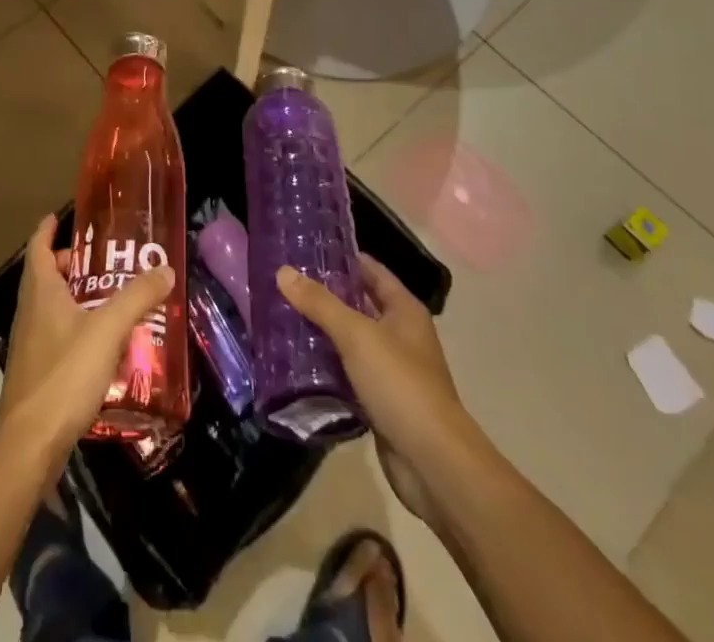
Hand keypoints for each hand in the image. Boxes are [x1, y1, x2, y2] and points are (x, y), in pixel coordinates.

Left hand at [0, 215, 174, 483]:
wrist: (29, 445)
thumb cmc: (64, 374)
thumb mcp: (107, 329)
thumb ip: (137, 297)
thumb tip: (166, 269)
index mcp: (41, 291)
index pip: (39, 247)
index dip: (48, 230)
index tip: (60, 216)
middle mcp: (30, 312)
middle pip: (47, 276)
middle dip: (72, 264)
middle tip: (105, 261)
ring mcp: (31, 344)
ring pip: (52, 307)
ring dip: (77, 297)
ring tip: (112, 298)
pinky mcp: (37, 372)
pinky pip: (58, 335)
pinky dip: (78, 327)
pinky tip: (104, 343)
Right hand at [276, 254, 470, 524]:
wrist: (432, 463)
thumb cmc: (400, 384)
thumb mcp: (357, 336)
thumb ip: (320, 304)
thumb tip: (283, 271)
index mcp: (403, 309)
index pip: (369, 269)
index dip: (340, 258)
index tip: (302, 250)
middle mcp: (400, 334)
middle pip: (358, 304)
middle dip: (324, 296)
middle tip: (283, 284)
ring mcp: (391, 369)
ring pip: (350, 340)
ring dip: (321, 332)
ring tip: (280, 317)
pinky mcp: (379, 400)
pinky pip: (348, 373)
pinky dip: (326, 367)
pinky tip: (295, 363)